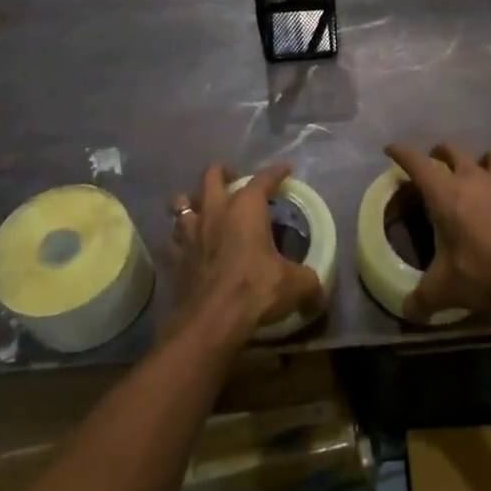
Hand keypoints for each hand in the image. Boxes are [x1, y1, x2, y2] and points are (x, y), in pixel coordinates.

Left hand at [169, 162, 324, 341]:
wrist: (211, 321)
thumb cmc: (255, 290)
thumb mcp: (296, 285)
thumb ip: (309, 282)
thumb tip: (319, 291)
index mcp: (246, 208)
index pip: (263, 179)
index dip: (277, 172)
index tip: (286, 170)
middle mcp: (215, 211)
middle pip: (211, 175)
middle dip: (223, 172)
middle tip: (234, 179)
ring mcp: (190, 233)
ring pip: (181, 202)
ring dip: (192, 202)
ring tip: (204, 209)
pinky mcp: (174, 257)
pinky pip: (172, 239)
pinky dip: (179, 239)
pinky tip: (187, 247)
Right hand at [385, 143, 490, 323]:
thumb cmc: (483, 270)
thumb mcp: (445, 289)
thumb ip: (422, 299)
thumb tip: (407, 312)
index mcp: (444, 192)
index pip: (416, 162)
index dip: (401, 152)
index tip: (390, 148)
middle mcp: (472, 178)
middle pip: (452, 149)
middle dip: (439, 153)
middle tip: (434, 165)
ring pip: (489, 154)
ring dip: (478, 160)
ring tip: (475, 176)